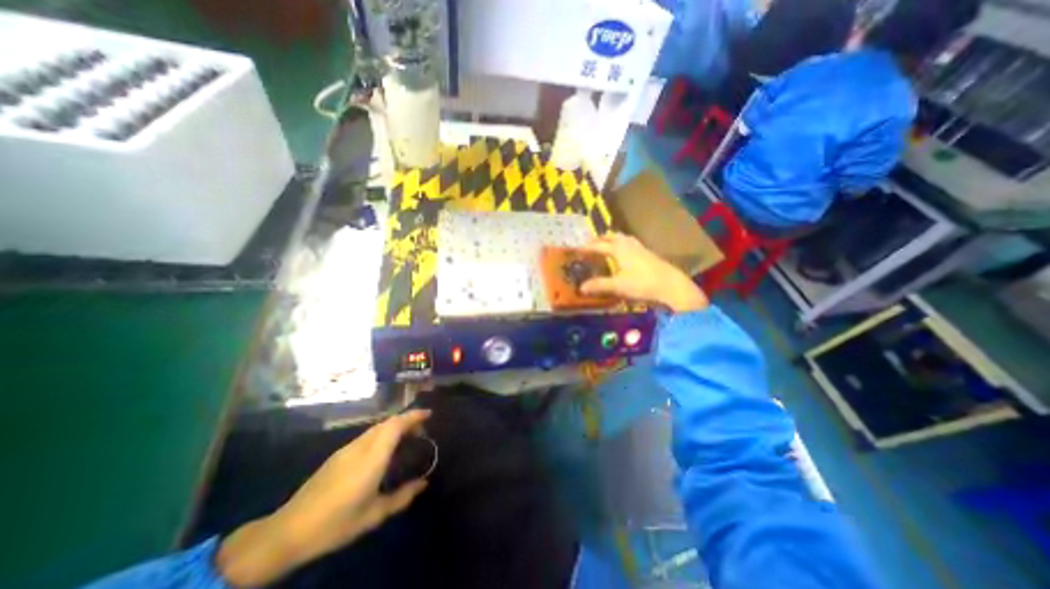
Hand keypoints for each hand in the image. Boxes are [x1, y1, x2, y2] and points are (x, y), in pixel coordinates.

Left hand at [217, 412, 429, 585]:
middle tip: (422, 430)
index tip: (429, 414)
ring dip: (394, 427)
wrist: (287, 532)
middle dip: (407, 420)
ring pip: (376, 428)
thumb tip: (424, 483)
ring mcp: (346, 449)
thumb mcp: (374, 515)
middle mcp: (360, 447)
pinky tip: (383, 451)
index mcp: (372, 458)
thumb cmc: (336, 523)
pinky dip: (382, 435)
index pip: (395, 425)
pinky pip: (367, 436)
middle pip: (387, 423)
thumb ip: (402, 496)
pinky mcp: (337, 456)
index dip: (413, 415)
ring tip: (406, 439)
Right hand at [579, 232, 708, 312]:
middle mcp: (628, 245)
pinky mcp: (648, 253)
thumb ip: (599, 285)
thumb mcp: (618, 286)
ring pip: (623, 238)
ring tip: (606, 245)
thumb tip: (581, 287)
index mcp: (619, 249)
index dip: (587, 247)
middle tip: (590, 244)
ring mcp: (640, 248)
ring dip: (612, 240)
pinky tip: (624, 254)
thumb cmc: (642, 284)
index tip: (577, 249)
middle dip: (600, 239)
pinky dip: (622, 244)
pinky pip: (631, 243)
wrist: (671, 286)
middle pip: (612, 237)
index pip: (599, 245)